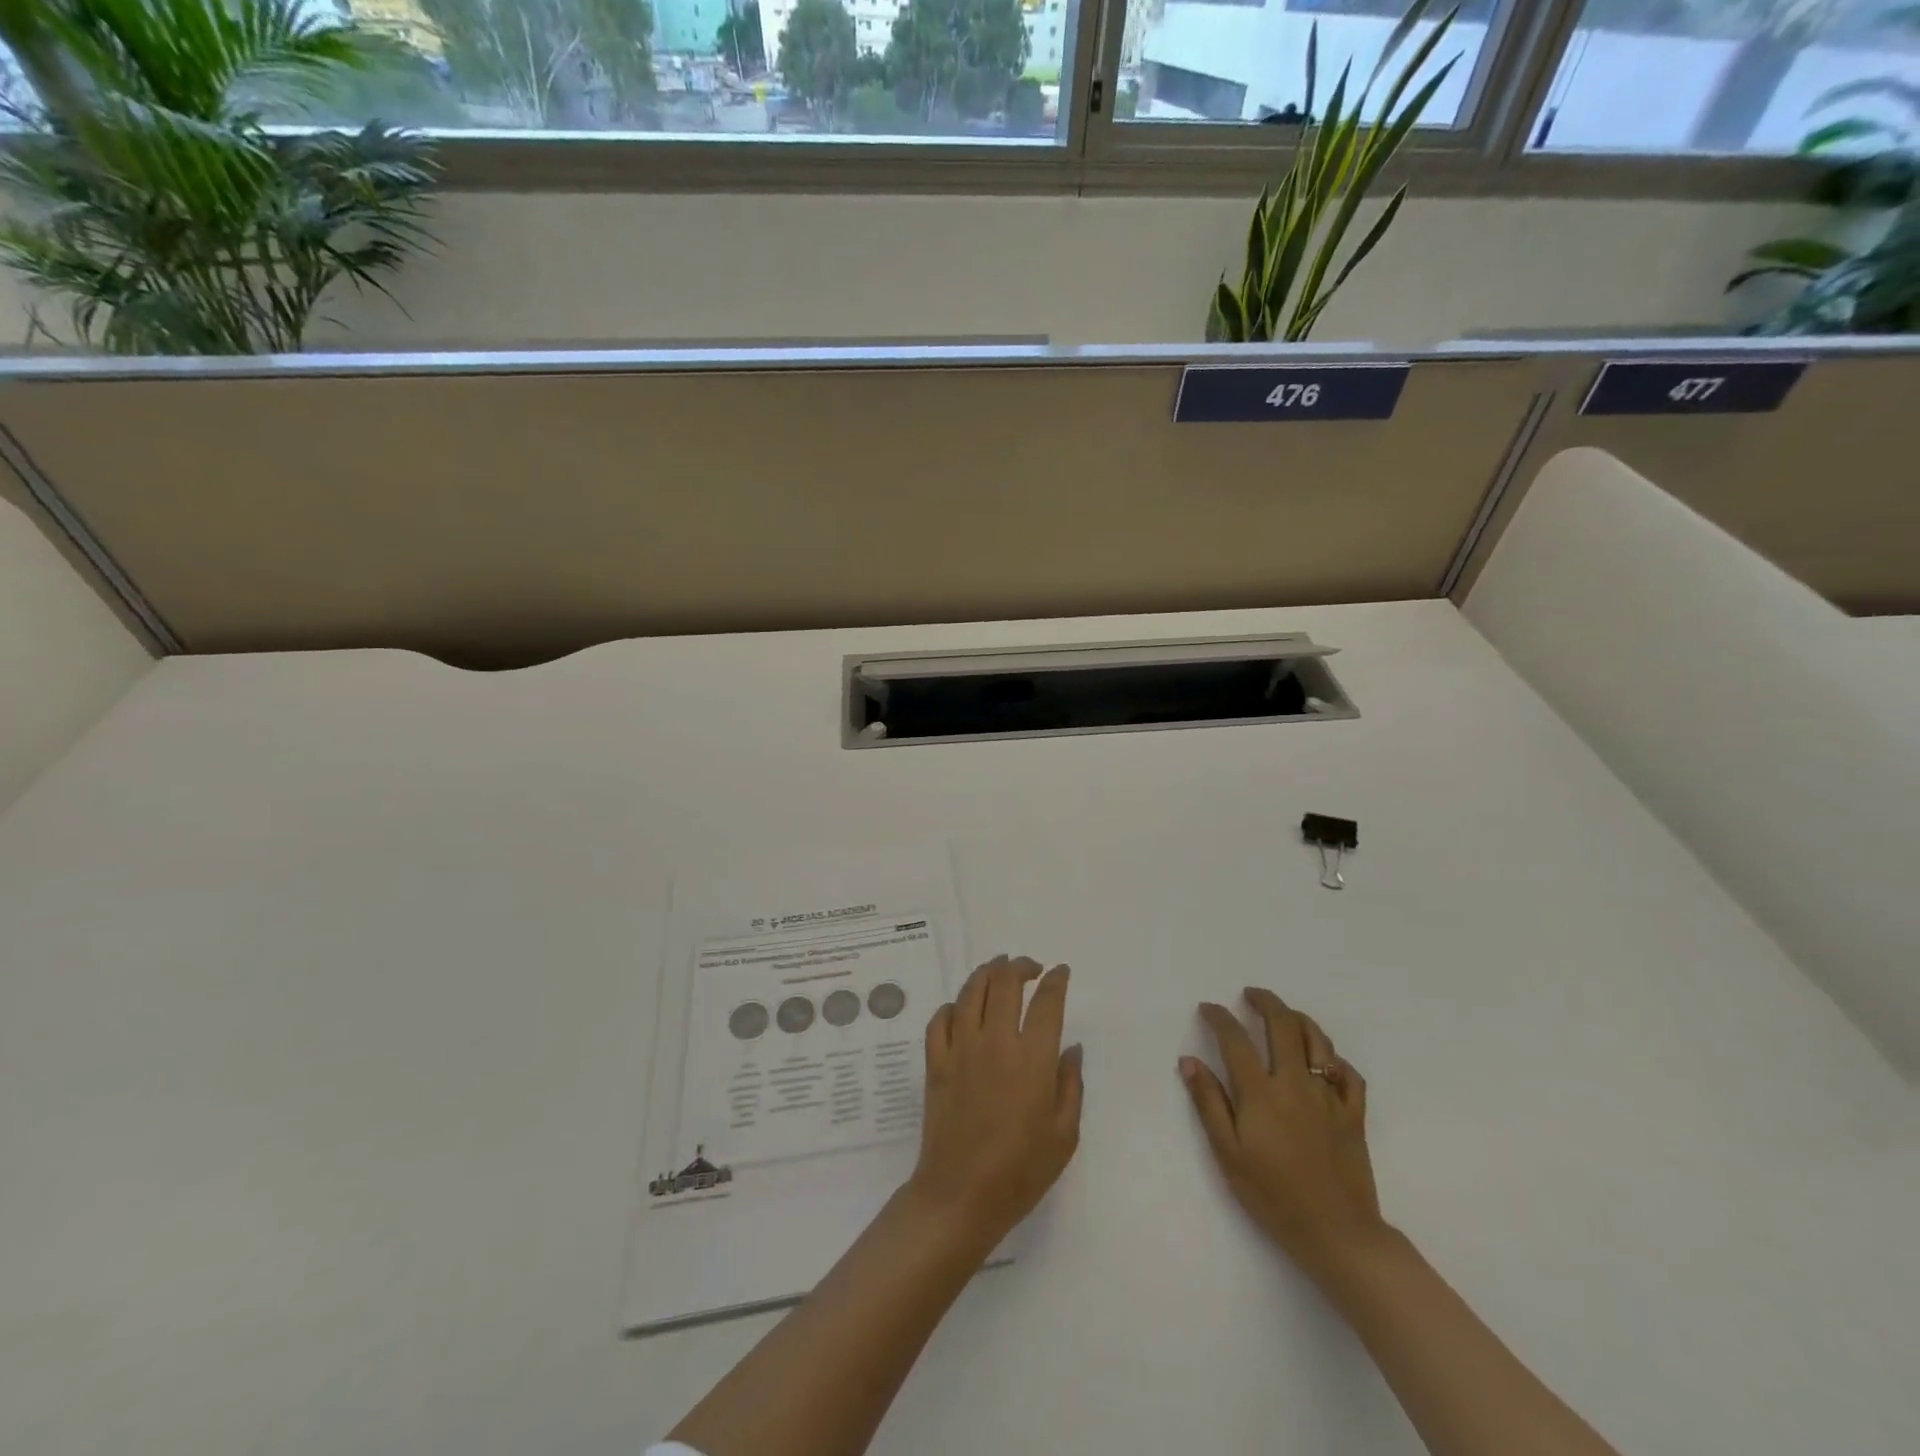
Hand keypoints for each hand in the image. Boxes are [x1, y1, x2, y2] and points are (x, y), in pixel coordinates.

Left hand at [907, 955, 1083, 1253]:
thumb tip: (1071, 1047)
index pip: (1047, 1002)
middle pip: (1005, 983)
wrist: (960, 1196)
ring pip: (970, 991)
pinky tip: (961, 1009)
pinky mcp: (935, 1062)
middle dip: (1020, 966)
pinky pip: (940, 1019)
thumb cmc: (1020, 1171)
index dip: (1056, 980)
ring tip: (997, 970)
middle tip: (1029, 967)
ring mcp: (960, 1049)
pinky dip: (952, 1006)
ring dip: (987, 973)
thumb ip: (1071, 1084)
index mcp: (1032, 1059)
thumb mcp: (1064, 1135)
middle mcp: (995, 1042)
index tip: (1061, 972)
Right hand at [1181, 987, 1384, 1275]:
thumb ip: (1209, 1103)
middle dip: (1265, 1002)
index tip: (1208, 1008)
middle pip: (1282, 1025)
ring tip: (1285, 1015)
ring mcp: (1329, 1097)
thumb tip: (1189, 1061)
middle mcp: (1295, 1083)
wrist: (1337, 1235)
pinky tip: (1324, 1061)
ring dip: (1299, 1019)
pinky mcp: (1354, 1116)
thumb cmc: (1273, 1196)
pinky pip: (1349, 1075)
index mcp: (1261, 1092)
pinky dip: (1335, 1060)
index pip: (1235, 1039)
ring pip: (1318, 1041)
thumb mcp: (1228, 1153)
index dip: (1219, 1017)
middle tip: (1250, 994)